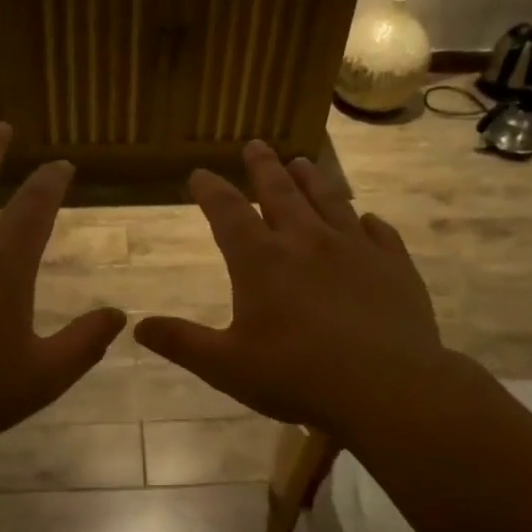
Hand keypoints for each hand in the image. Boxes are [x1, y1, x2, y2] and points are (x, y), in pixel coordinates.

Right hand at [134, 141, 449, 440]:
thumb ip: (182, 343)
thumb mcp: (226, 366)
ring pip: (329, 200)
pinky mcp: (393, 264)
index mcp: (261, 261)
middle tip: (256, 144)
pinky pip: (379, 231)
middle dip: (263, 167)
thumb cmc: (297, 377)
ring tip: (302, 161)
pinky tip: (367, 219)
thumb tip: (138, 327)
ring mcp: (355, 248)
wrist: (386, 387)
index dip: (211, 190)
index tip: (199, 173)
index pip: (228, 213)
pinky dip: (367, 221)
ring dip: (312, 179)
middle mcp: (307, 241)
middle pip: (280, 192)